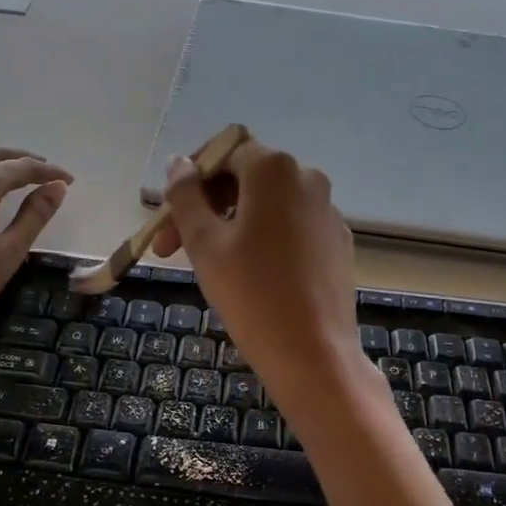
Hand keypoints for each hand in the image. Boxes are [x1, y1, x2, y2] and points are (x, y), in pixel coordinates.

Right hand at [153, 139, 365, 411]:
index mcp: (274, 169)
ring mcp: (327, 210)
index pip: (222, 151)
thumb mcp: (204, 243)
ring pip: (268, 203)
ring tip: (208, 264)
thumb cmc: (251, 294)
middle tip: (172, 249)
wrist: (314, 353)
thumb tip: (178, 163)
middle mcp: (307, 178)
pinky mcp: (337, 241)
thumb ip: (185, 196)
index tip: (167, 219)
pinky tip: (251, 275)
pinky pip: (292, 226)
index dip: (189, 180)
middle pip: (245, 177)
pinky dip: (264, 237)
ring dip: (231, 222)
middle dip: (205, 205)